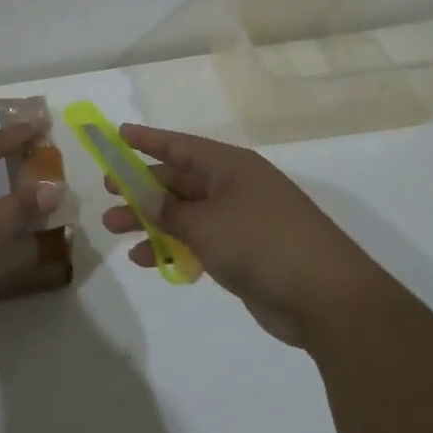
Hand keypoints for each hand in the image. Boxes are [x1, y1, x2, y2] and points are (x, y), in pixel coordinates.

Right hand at [99, 124, 383, 345]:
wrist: (325, 297)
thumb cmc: (261, 243)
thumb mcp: (205, 223)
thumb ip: (168, 210)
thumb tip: (142, 193)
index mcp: (230, 167)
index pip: (180, 146)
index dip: (148, 140)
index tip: (117, 135)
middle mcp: (235, 188)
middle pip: (179, 180)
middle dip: (141, 186)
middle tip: (107, 191)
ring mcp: (241, 221)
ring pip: (185, 213)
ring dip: (150, 220)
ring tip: (114, 228)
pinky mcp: (244, 253)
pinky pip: (198, 241)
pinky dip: (172, 247)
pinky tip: (145, 259)